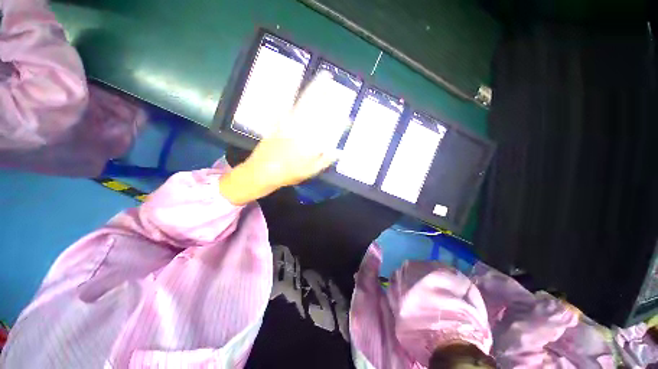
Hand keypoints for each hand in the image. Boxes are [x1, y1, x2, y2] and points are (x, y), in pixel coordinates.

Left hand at [220, 73, 342, 204]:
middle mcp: (301, 129)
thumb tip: (338, 151)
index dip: (339, 120)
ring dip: (312, 91)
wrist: (262, 172)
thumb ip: (324, 161)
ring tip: (321, 79)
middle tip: (333, 81)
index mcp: (310, 142)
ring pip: (303, 104)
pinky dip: (290, 97)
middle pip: (315, 108)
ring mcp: (288, 124)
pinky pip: (284, 107)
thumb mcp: (309, 172)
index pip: (328, 127)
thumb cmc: (288, 174)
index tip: (347, 115)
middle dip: (325, 93)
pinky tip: (293, 89)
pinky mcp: (278, 123)